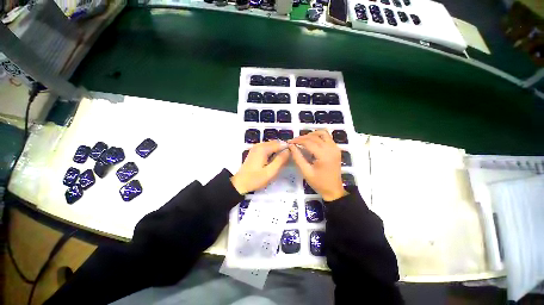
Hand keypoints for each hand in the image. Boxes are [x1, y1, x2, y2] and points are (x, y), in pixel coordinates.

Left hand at [231, 141, 289, 194]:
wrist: (240, 183)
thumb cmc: (255, 179)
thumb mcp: (270, 172)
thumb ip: (280, 160)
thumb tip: (288, 150)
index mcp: (263, 148)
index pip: (280, 143)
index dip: (288, 148)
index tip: (293, 155)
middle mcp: (259, 145)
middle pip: (275, 143)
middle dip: (283, 149)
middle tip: (288, 159)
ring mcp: (256, 147)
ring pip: (272, 145)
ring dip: (278, 150)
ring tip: (283, 160)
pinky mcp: (255, 151)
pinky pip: (267, 148)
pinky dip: (273, 152)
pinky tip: (275, 160)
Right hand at [289, 130, 347, 201]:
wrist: (334, 190)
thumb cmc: (319, 183)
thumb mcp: (306, 171)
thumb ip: (298, 157)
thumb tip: (291, 146)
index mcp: (323, 155)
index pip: (308, 142)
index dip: (297, 140)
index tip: (289, 142)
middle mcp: (331, 148)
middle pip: (315, 136)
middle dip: (302, 137)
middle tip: (294, 142)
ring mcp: (335, 148)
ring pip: (323, 133)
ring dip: (311, 134)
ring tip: (303, 140)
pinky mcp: (336, 149)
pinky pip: (327, 137)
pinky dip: (319, 136)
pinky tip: (312, 141)